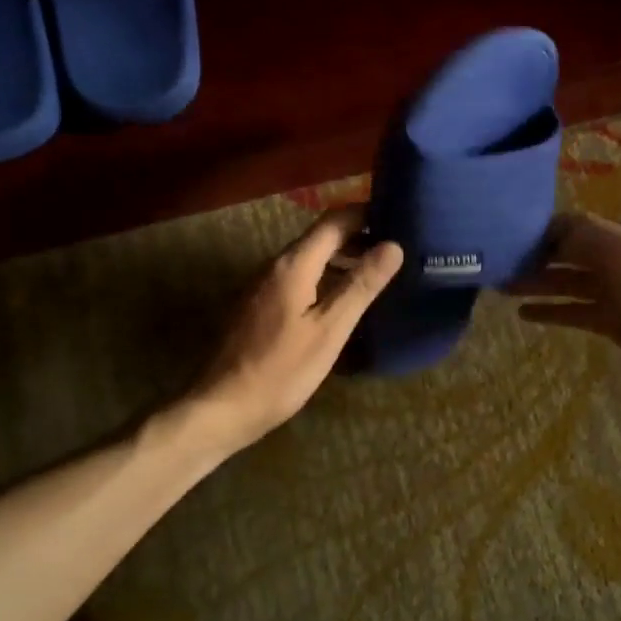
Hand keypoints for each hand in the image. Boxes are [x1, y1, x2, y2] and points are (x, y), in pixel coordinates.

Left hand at [184, 209, 403, 453]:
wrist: (221, 408)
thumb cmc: (280, 371)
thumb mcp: (329, 330)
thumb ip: (360, 285)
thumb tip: (394, 245)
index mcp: (294, 264)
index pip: (334, 220)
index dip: (366, 213)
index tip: (399, 218)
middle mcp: (275, 265)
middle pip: (321, 236)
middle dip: (359, 236)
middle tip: (397, 249)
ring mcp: (263, 285)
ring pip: (310, 258)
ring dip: (343, 258)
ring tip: (378, 274)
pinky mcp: (259, 305)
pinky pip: (299, 278)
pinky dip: (326, 278)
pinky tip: (343, 301)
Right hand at [509, 213, 620, 430]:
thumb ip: (585, 236)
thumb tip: (546, 234)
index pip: (571, 226)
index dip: (538, 232)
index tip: (503, 240)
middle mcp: (618, 260)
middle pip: (566, 253)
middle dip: (532, 257)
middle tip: (494, 267)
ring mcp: (616, 294)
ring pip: (567, 283)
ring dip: (536, 284)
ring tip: (500, 290)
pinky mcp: (614, 324)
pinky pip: (575, 311)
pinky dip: (551, 311)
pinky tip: (524, 315)